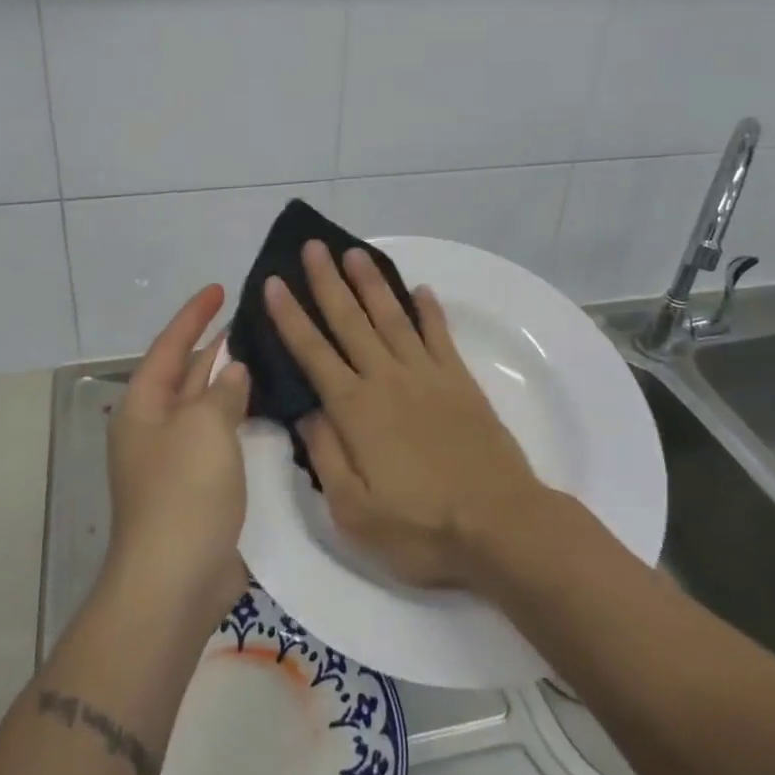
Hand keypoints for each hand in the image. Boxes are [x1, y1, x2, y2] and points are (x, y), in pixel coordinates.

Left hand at [105, 285, 252, 621]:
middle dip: (216, 346)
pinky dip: (243, 419)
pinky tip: (271, 409)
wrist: (175, 581)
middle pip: (187, 373)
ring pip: (208, 406)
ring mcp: (178, 459)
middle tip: (254, 320)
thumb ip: (222, 391)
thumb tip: (233, 371)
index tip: (220, 287)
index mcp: (144, 406)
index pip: (169, 345)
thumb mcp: (203, 427)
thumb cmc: (183, 492)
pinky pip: (223, 438)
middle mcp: (157, 427)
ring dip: (233, 383)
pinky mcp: (201, 487)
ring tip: (270, 355)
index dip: (194, 315)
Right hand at [265, 242, 550, 589]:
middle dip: (328, 282)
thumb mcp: (354, 511)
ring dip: (371, 283)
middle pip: (350, 321)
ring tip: (355, 253)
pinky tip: (421, 290)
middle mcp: (387, 379)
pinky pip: (439, 335)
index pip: (313, 352)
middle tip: (313, 247)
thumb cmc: (422, 527)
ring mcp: (427, 375)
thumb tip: (306, 412)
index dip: (290, 316)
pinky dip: (429, 310)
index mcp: (356, 410)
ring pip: (392, 317)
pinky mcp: (460, 381)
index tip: (274, 283)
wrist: (500, 525)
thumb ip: (326, 456)